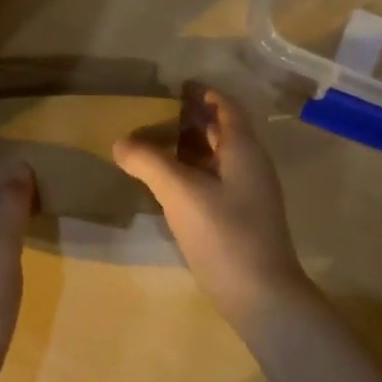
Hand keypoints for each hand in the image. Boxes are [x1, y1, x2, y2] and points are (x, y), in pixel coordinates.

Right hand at [113, 87, 311, 325]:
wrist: (261, 296)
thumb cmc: (225, 234)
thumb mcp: (181, 193)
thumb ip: (149, 162)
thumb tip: (120, 141)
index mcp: (244, 150)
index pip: (227, 107)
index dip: (204, 93)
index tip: (175, 85)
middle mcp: (250, 166)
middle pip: (222, 131)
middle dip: (192, 118)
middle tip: (154, 112)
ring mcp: (247, 194)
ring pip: (217, 158)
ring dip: (189, 147)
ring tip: (153, 143)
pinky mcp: (239, 219)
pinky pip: (213, 182)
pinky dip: (191, 173)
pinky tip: (166, 184)